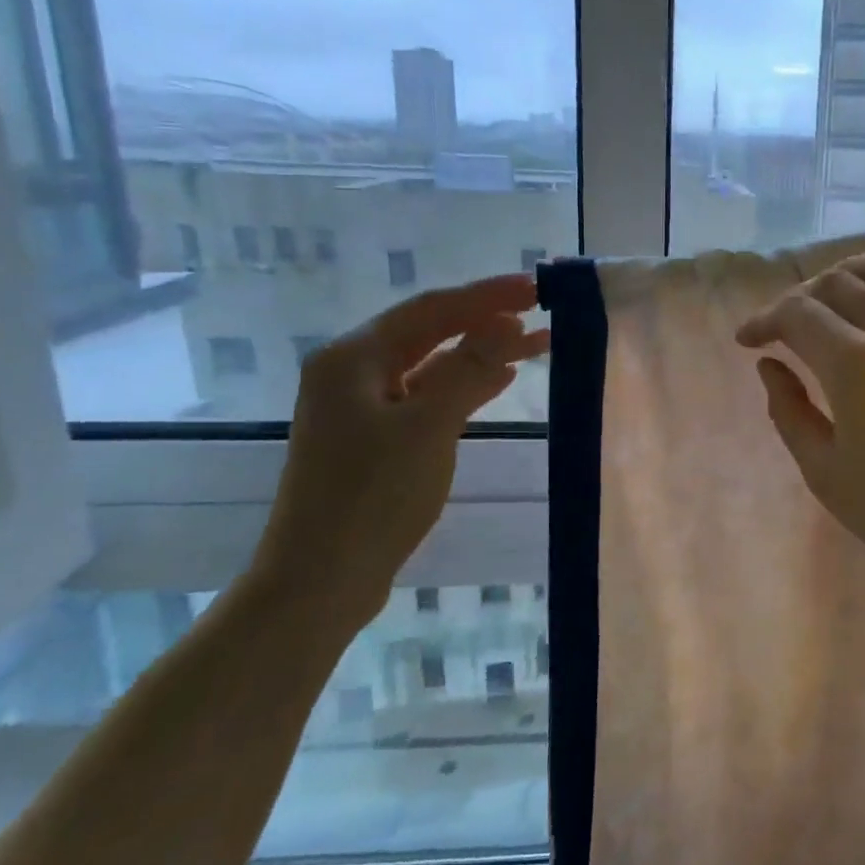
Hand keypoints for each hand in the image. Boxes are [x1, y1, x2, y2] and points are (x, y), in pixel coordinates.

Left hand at [255, 274, 550, 628]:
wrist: (322, 578)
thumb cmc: (372, 496)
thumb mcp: (428, 426)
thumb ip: (469, 369)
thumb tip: (508, 321)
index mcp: (353, 357)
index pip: (431, 309)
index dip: (486, 295)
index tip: (535, 286)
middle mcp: (353, 371)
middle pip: (431, 333)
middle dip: (487, 321)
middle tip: (543, 310)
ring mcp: (363, 406)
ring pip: (433, 365)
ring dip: (482, 354)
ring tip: (537, 342)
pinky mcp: (377, 437)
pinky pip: (428, 396)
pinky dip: (465, 386)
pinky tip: (500, 380)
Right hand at [736, 250, 864, 622]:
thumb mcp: (826, 472)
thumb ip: (790, 410)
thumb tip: (770, 366)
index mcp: (861, 365)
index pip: (800, 313)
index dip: (765, 320)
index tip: (747, 341)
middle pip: (840, 282)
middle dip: (799, 298)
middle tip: (780, 331)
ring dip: (847, 278)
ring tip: (827, 308)